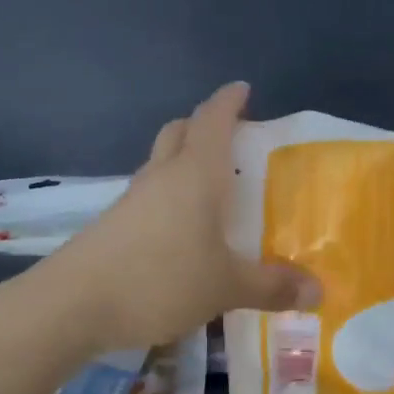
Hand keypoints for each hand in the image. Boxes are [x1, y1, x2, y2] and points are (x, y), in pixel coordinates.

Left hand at [55, 83, 320, 349]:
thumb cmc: (160, 280)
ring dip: (183, 163)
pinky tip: (182, 230)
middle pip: (179, 133)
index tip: (243, 89)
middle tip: (232, 140)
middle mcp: (161, 176)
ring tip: (212, 189)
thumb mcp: (225, 287)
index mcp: (195, 174)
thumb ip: (271, 287)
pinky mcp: (113, 224)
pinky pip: (148, 196)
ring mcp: (131, 199)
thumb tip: (319, 292)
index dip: (228, 101)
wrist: (74, 304)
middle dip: (203, 126)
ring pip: (160, 164)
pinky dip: (168, 197)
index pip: (213, 120)